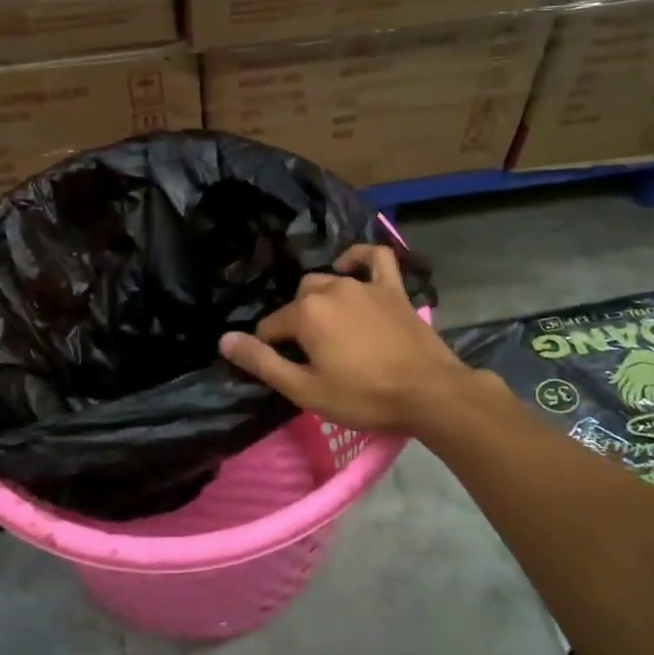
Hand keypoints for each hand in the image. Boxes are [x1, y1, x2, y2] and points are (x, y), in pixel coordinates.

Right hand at [219, 245, 475, 434]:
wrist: (429, 393)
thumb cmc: (364, 396)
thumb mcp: (305, 389)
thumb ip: (262, 362)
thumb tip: (224, 340)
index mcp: (306, 313)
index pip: (271, 326)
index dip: (271, 350)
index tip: (286, 371)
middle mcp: (330, 288)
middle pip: (298, 301)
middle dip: (296, 324)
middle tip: (311, 356)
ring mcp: (363, 284)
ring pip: (327, 280)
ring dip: (320, 300)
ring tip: (328, 328)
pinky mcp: (392, 288)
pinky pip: (374, 258)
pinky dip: (358, 258)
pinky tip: (350, 267)